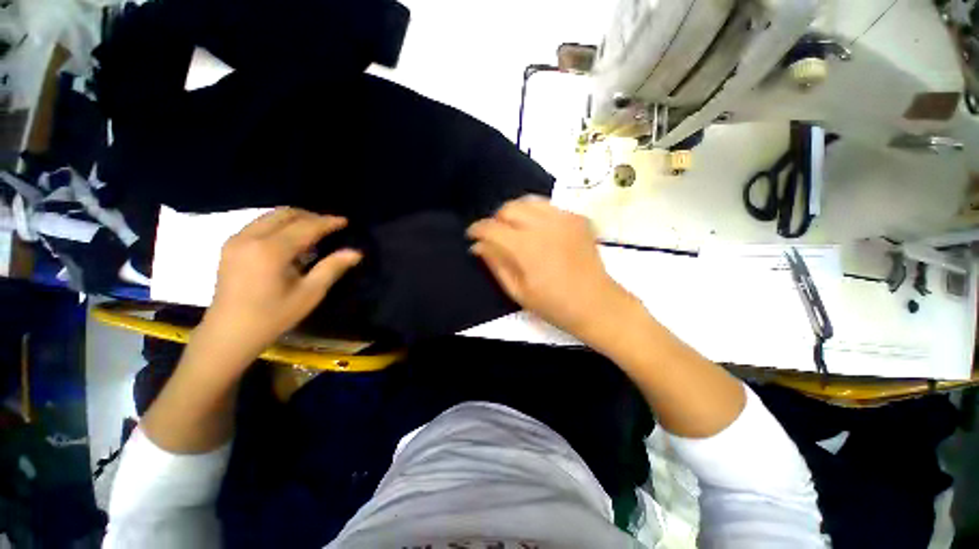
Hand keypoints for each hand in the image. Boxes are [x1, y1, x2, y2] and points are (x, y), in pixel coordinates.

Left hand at [202, 207, 361, 362]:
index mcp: (271, 250)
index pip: (305, 226)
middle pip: (285, 214)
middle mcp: (250, 238)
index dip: (327, 222)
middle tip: (330, 226)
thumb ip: (332, 268)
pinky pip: (259, 224)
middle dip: (311, 216)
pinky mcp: (230, 246)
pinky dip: (279, 225)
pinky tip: (290, 240)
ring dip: (295, 219)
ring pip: (270, 216)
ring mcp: (237, 240)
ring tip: (313, 232)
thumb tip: (355, 252)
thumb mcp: (309, 294)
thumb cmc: (273, 316)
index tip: (345, 221)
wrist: (229, 333)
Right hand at [467, 195, 634, 343]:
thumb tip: (478, 245)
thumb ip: (496, 263)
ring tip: (515, 229)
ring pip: (528, 201)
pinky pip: (548, 206)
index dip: (477, 229)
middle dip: (496, 219)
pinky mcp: (577, 218)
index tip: (472, 236)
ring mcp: (564, 218)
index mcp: (526, 248)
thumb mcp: (517, 291)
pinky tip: (539, 230)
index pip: (492, 228)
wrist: (596, 303)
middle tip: (496, 236)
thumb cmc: (553, 304)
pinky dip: (536, 214)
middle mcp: (544, 226)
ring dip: (516, 213)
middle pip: (509, 208)